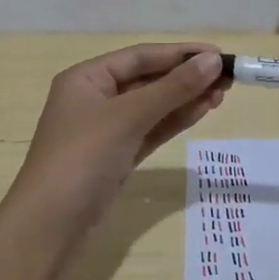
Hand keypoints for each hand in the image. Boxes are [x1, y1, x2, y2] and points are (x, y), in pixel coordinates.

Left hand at [11, 43, 225, 231]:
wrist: (50, 226)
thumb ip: (172, 88)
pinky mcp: (117, 156)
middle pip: (147, 79)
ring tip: (222, 94)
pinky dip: (175, 120)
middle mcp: (95, 98)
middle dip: (186, 77)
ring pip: (152, 106)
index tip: (220, 54)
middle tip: (228, 78)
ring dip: (185, 99)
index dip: (181, 53)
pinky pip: (151, 130)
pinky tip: (202, 111)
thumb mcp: (128, 117)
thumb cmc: (82, 158)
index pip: (140, 56)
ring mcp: (106, 130)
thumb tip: (213, 60)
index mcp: (86, 78)